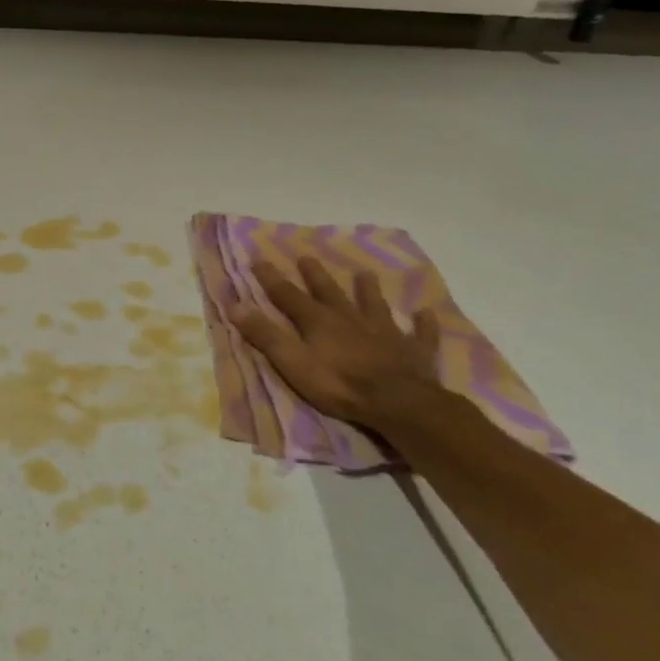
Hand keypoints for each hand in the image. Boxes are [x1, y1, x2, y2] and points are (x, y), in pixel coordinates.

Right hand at [231, 257, 443, 430]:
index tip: (259, 260)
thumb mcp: (292, 362)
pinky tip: (424, 313)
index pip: (289, 296)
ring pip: (374, 305)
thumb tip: (235, 305)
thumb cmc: (338, 385)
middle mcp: (350, 319)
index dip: (271, 279)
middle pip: (330, 293)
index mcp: (318, 322)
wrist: (398, 403)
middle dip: (315, 276)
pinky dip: (422, 323)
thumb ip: (265, 335)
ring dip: (368, 290)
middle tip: (307, 257)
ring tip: (365, 274)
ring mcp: (385, 332)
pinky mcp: (413, 350)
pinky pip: (419, 333)